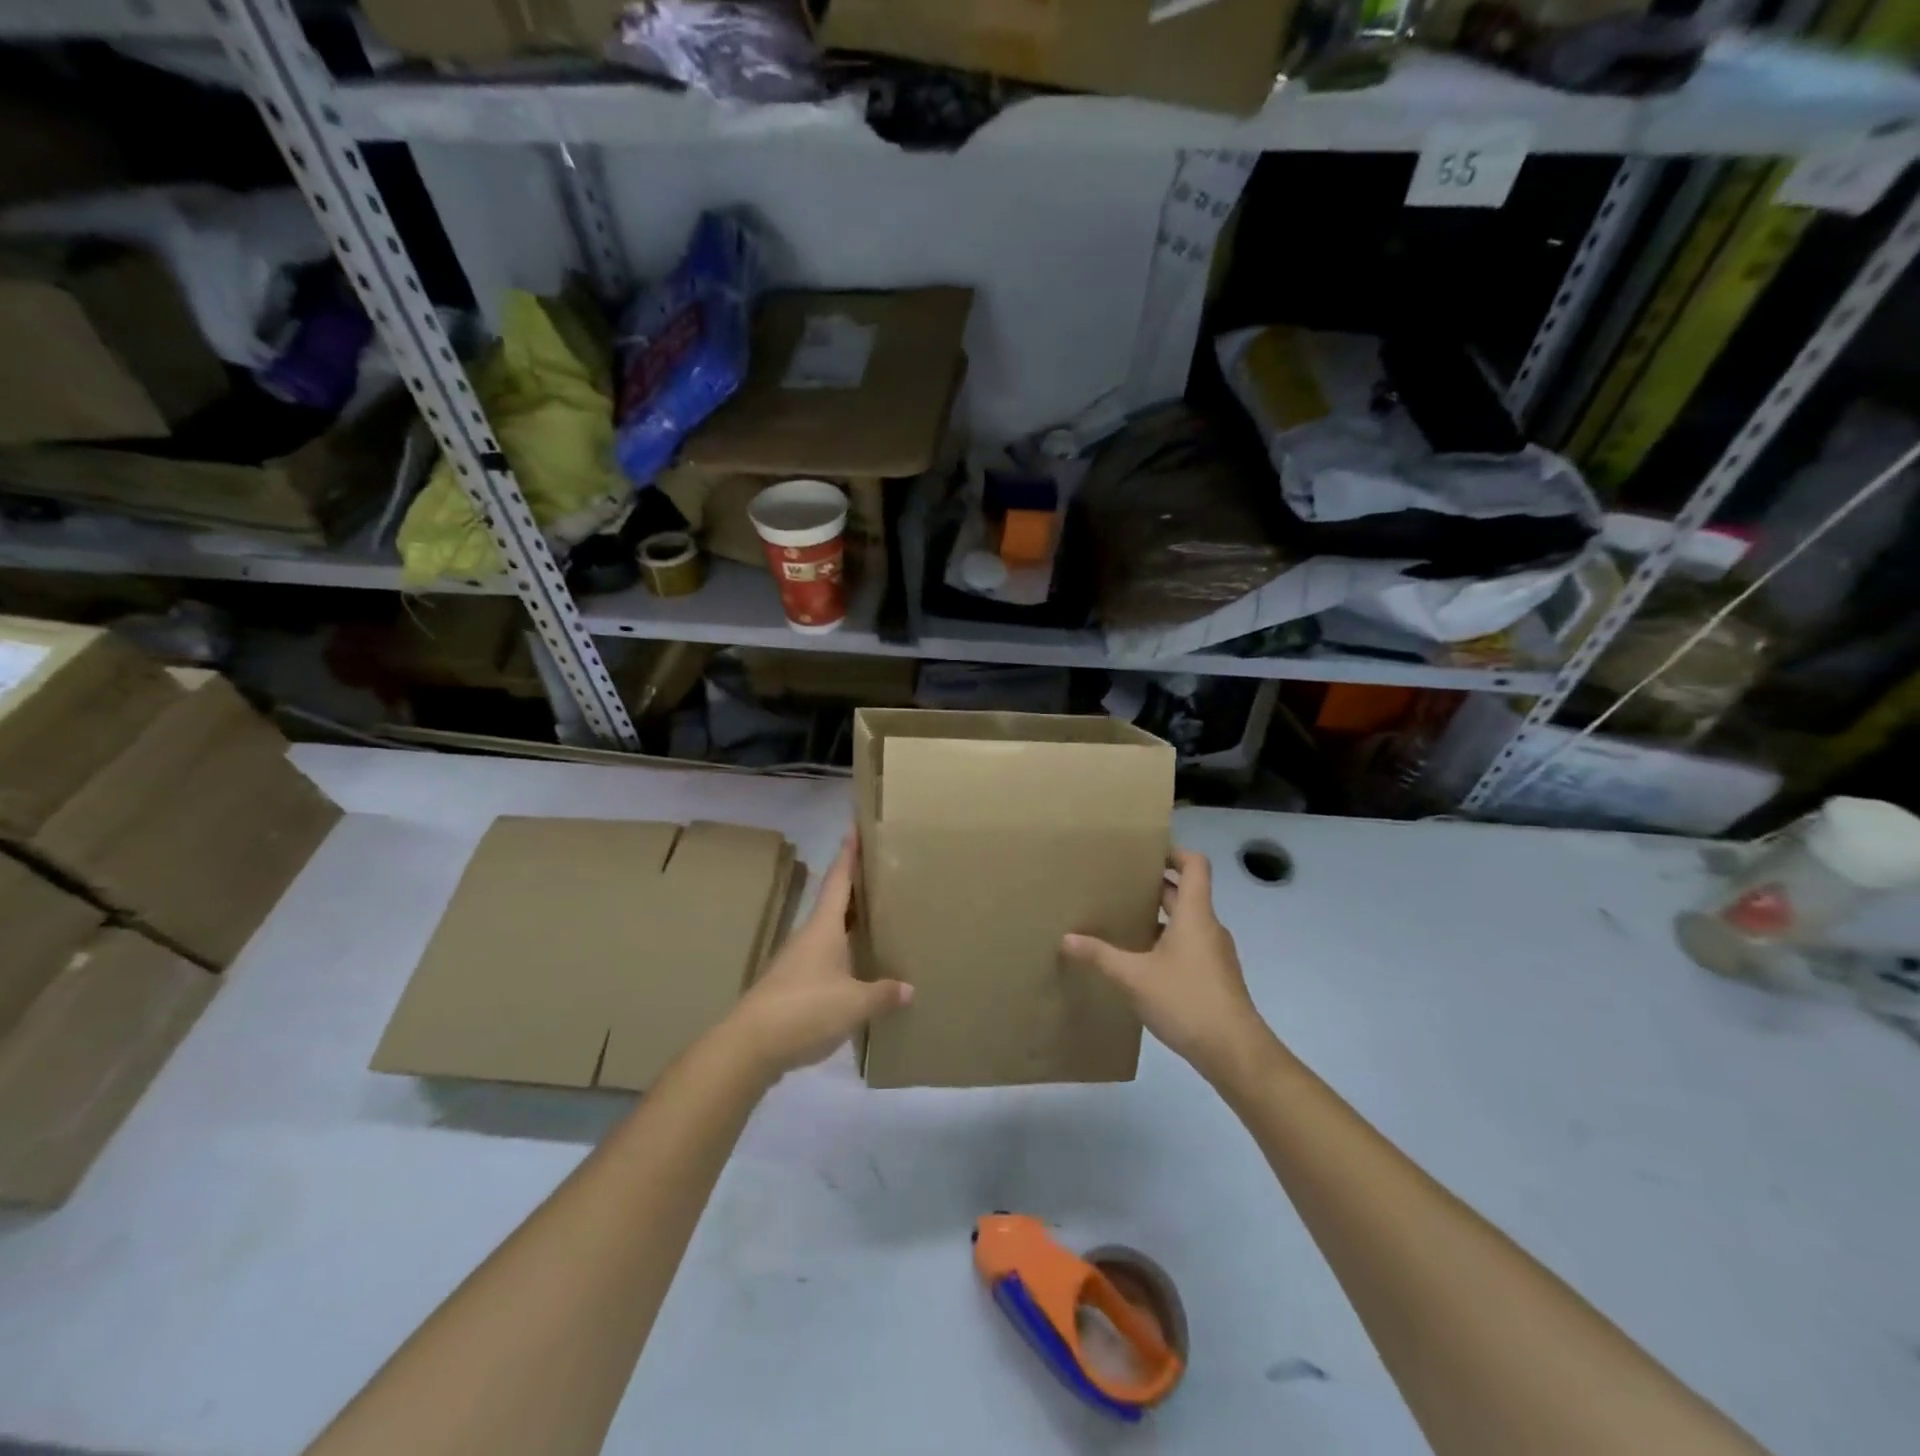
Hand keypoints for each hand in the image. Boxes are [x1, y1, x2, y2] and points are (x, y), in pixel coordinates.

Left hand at [725, 834, 910, 1080]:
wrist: (750, 1045)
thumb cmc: (804, 1010)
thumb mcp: (853, 1004)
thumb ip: (882, 994)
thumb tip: (909, 988)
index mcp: (824, 927)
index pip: (838, 880)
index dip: (848, 854)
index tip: (854, 827)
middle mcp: (809, 936)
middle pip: (834, 901)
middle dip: (855, 885)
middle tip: (881, 872)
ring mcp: (797, 960)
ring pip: (829, 930)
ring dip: (849, 920)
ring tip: (876, 917)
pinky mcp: (792, 984)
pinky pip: (824, 956)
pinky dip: (843, 951)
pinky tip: (856, 966)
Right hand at [1062, 849, 1278, 1087]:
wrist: (1235, 1052)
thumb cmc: (1187, 1001)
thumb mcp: (1134, 977)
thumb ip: (1100, 956)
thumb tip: (1066, 939)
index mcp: (1195, 915)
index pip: (1194, 865)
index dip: (1174, 852)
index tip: (1145, 852)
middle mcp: (1208, 927)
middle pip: (1185, 892)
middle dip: (1155, 885)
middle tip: (1119, 883)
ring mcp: (1214, 953)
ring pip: (1186, 921)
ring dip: (1159, 916)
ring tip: (1124, 918)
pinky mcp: (1214, 977)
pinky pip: (1189, 944)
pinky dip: (1167, 941)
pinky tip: (1141, 959)